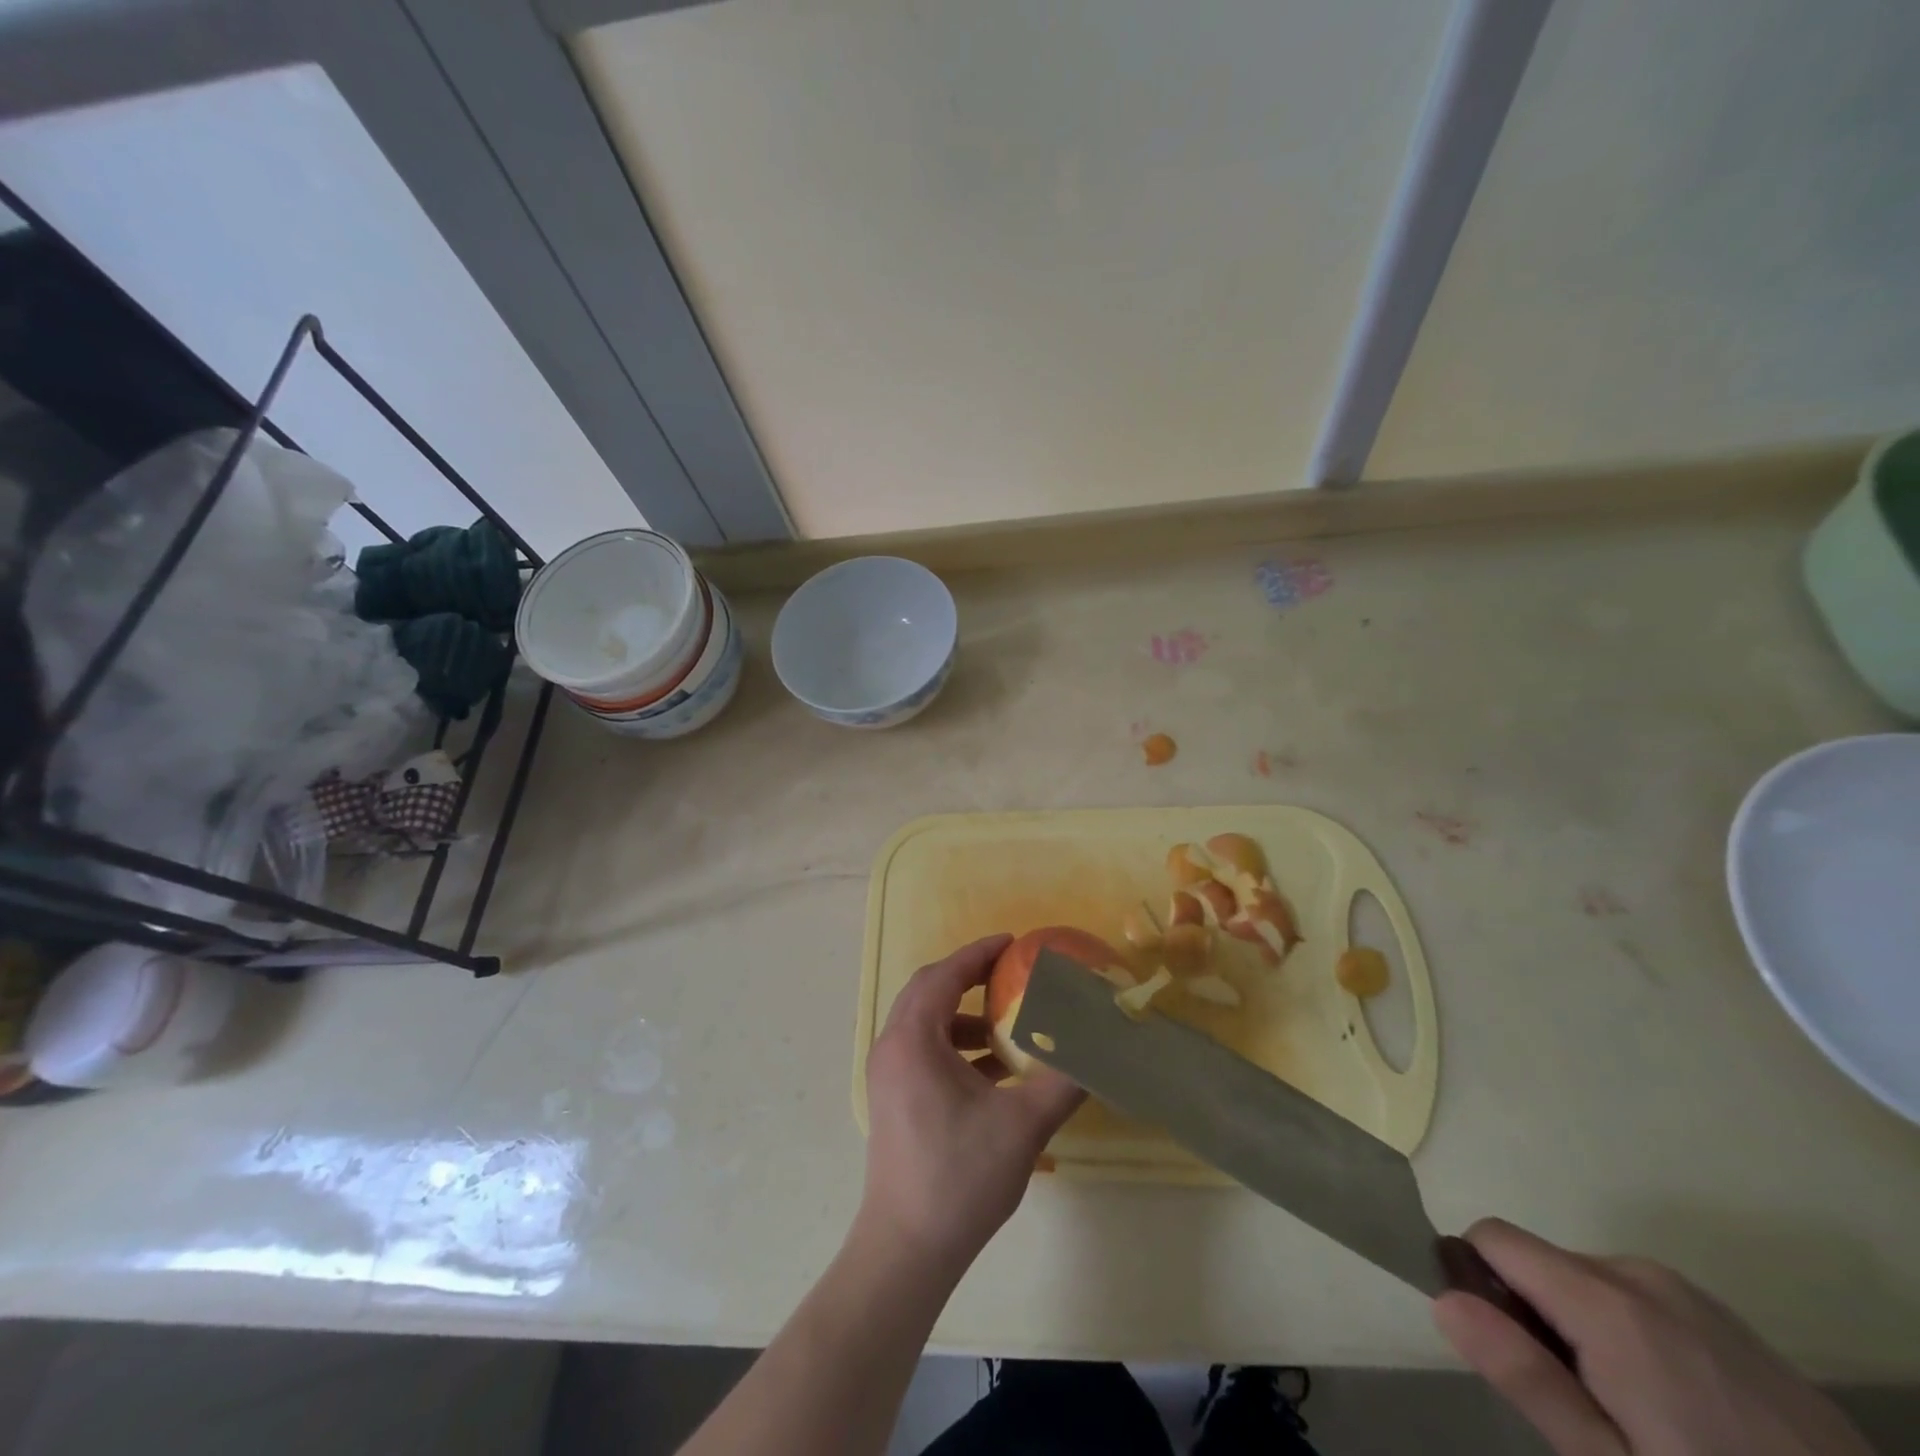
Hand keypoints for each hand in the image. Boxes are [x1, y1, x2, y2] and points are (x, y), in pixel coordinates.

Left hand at [859, 934, 1085, 1274]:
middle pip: (929, 991)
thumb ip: (1064, 1080)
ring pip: (925, 1022)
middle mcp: (892, 1047)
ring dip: (964, 1015)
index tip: (1012, 942)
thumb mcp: (1023, 1125)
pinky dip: (955, 1045)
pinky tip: (993, 1072)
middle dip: (969, 977)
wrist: (908, 1248)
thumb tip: (1100, 1050)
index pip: (945, 975)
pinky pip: (923, 1051)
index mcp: (914, 1039)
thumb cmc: (961, 1177)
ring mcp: (888, 1075)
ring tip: (1006, 1028)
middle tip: (1010, 973)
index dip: (978, 954)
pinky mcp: (892, 1099)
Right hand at [1435, 1219, 1874, 1455]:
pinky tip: (1682, 1412)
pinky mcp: (1728, 1320)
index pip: (1490, 1237)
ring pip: (1588, 1282)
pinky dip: (1631, 1335)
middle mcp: (1639, 1274)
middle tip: (1582, 1408)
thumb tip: (1442, 1299)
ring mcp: (1692, 1295)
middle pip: (1540, 1262)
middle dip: (1535, 1316)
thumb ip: (1525, 1376)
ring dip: (1582, 1328)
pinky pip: (1641, 1300)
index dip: (1475, 1281)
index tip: (1502, 1349)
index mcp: (1604, 1300)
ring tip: (1636, 1417)